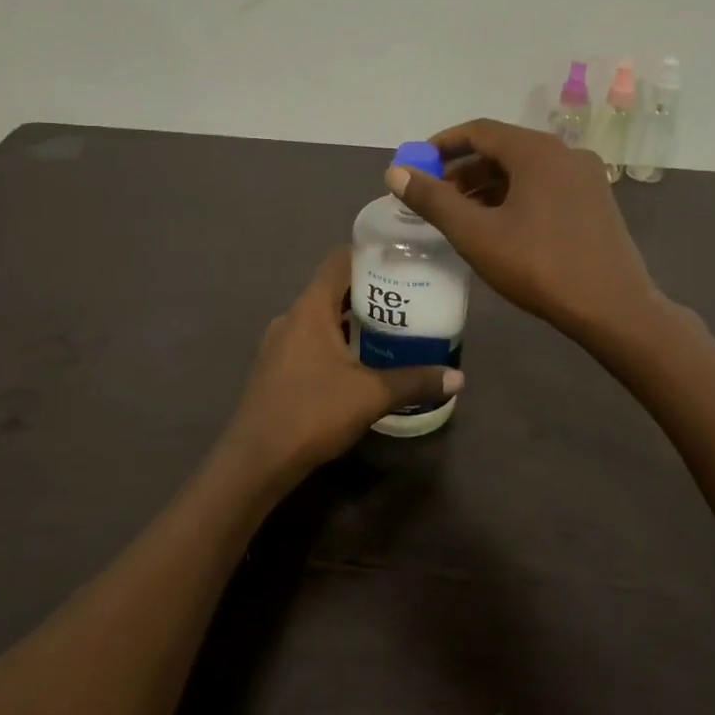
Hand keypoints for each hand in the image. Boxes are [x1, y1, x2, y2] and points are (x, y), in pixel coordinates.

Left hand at [221, 247, 462, 481]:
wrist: (256, 460)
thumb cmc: (312, 412)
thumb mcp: (371, 395)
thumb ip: (415, 381)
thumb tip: (458, 378)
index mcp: (309, 309)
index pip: (338, 261)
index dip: (369, 254)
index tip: (401, 260)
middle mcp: (290, 318)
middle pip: (332, 290)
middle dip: (369, 293)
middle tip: (408, 300)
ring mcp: (278, 345)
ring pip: (321, 319)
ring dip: (351, 321)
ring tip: (390, 331)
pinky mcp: (275, 370)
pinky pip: (310, 342)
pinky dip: (335, 344)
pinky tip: (360, 364)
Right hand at [386, 119, 660, 343]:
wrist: (613, 308)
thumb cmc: (539, 267)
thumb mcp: (476, 235)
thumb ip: (433, 201)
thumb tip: (396, 172)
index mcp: (537, 151)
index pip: (479, 131)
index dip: (443, 144)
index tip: (417, 164)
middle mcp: (565, 153)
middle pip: (503, 149)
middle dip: (464, 169)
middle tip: (435, 196)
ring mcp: (586, 177)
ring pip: (526, 170)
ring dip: (488, 186)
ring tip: (460, 215)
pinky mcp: (596, 202)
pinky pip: (545, 187)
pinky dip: (515, 197)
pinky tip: (499, 226)